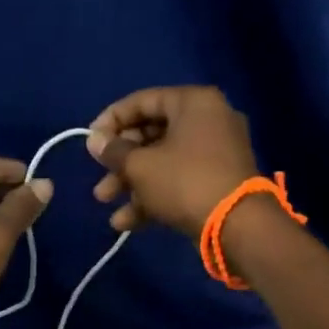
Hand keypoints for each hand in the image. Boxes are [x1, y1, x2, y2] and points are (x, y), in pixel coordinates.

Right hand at [87, 86, 258, 238]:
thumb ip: (113, 151)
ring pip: (162, 161)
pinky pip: (178, 181)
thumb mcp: (140, 166)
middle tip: (99, 175)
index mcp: (193, 103)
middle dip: (119, 160)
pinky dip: (153, 196)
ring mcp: (215, 153)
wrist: (238, 227)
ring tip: (105, 202)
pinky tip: (126, 223)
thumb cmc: (185, 182)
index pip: (142, 101)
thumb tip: (94, 140)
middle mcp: (208, 121)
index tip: (90, 141)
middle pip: (151, 134)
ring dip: (131, 182)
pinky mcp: (217, 182)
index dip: (111, 120)